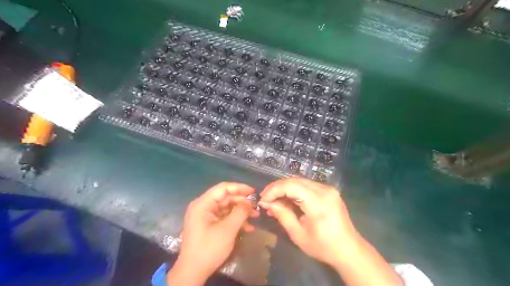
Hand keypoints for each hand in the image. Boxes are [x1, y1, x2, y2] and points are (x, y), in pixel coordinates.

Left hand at [169, 182, 258, 284]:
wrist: (193, 272)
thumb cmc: (209, 248)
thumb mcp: (228, 229)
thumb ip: (240, 212)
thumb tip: (249, 201)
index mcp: (203, 204)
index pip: (223, 188)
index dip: (239, 188)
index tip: (253, 192)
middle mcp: (203, 206)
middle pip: (226, 197)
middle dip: (242, 202)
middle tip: (256, 207)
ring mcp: (206, 216)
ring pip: (227, 207)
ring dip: (241, 211)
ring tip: (255, 216)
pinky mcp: (209, 224)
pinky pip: (224, 217)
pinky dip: (235, 220)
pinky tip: (248, 227)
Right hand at [260, 178, 357, 266]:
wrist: (349, 250)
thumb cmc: (323, 246)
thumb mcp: (298, 234)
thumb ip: (282, 215)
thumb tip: (266, 203)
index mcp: (318, 202)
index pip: (290, 186)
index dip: (273, 190)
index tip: (262, 200)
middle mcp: (324, 190)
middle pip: (294, 180)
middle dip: (277, 188)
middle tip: (265, 199)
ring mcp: (328, 189)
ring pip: (300, 181)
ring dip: (285, 188)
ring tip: (274, 200)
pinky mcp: (329, 191)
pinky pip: (307, 186)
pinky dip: (294, 190)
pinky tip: (287, 199)